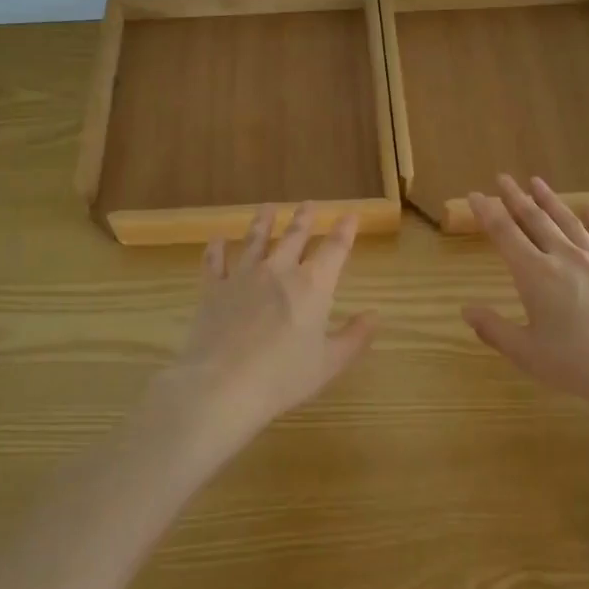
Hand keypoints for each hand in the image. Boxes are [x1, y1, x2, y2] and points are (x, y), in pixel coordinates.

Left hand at [158, 203, 376, 454]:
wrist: (222, 384)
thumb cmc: (283, 377)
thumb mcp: (329, 363)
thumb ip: (354, 337)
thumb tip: (374, 315)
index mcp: (313, 285)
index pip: (335, 249)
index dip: (345, 230)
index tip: (350, 214)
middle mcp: (279, 270)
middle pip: (294, 236)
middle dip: (305, 219)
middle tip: (309, 204)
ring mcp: (243, 276)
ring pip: (255, 240)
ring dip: (263, 222)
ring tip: (268, 207)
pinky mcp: (213, 289)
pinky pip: (214, 262)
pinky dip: (216, 250)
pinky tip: (216, 240)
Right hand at [462, 175, 588, 426]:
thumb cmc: (576, 364)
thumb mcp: (526, 353)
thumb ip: (494, 329)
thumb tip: (467, 309)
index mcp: (535, 274)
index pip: (505, 234)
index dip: (488, 212)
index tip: (476, 195)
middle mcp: (564, 258)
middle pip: (535, 220)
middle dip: (516, 198)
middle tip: (503, 178)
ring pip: (569, 222)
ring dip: (551, 201)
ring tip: (537, 182)